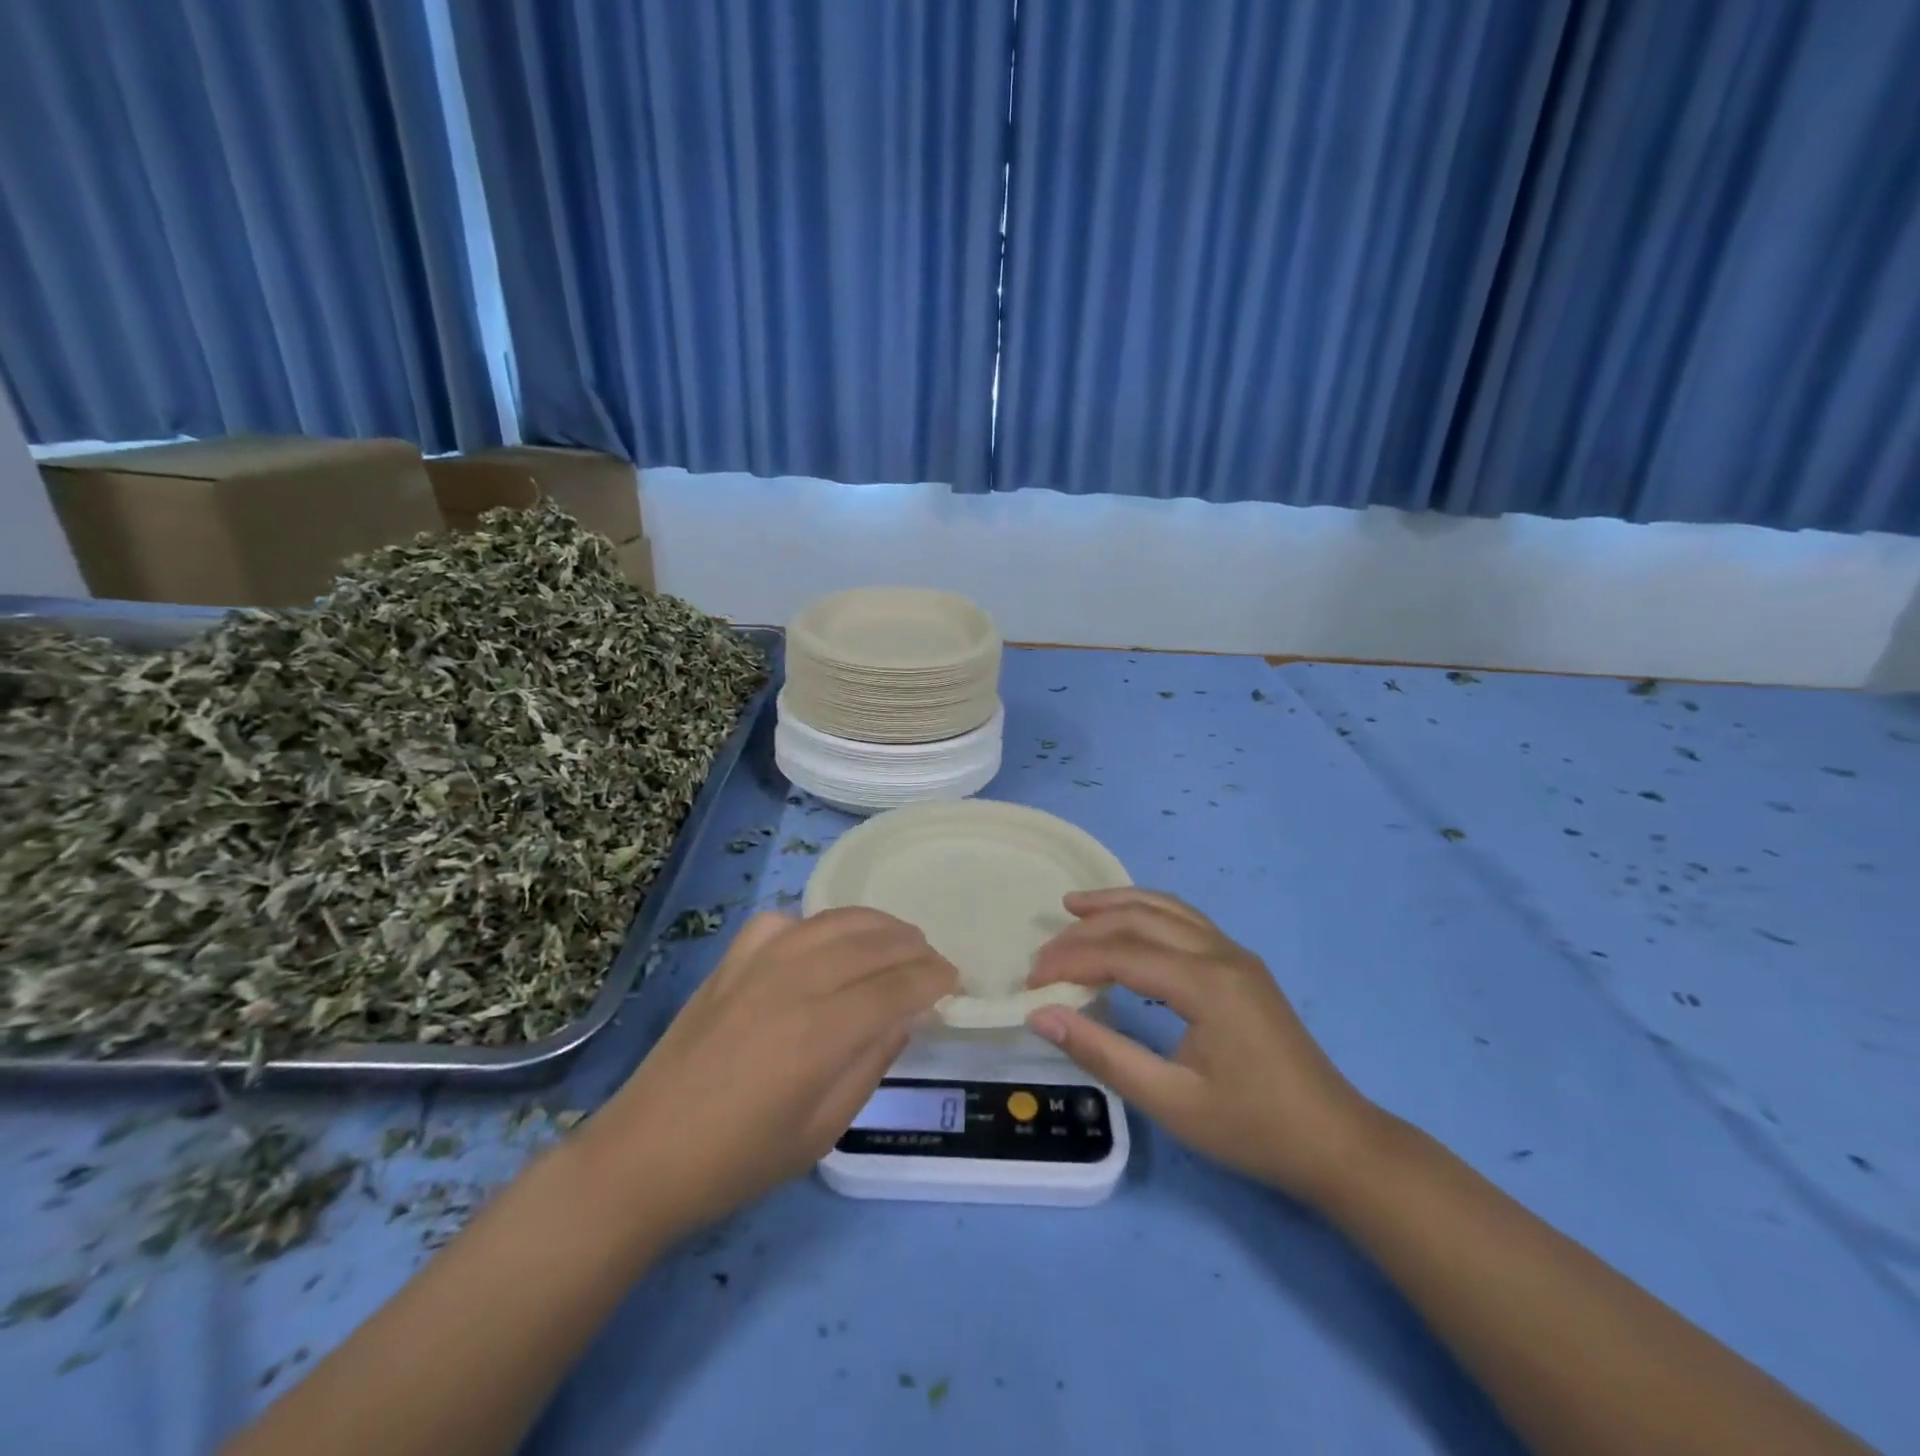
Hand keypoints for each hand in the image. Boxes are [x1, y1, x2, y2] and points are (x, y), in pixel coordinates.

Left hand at [589, 908, 956, 1240]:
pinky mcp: (731, 960)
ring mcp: (759, 963)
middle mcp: (795, 982)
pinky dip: (815, 924)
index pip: (897, 986)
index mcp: (821, 1033)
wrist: (645, 1153)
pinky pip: (785, 922)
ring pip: (834, 921)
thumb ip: (871, 1065)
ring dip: (876, 924)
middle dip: (913, 947)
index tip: (954, 982)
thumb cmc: (740, 1159)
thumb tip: (905, 1017)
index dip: (933, 978)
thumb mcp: (822, 1130)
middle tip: (933, 961)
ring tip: (898, 938)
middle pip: (872, 944)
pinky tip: (822, 943)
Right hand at [1025, 888, 1377, 1204]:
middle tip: (1044, 951)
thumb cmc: (1252, 1128)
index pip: (1121, 953)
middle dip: (1086, 929)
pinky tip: (1129, 925)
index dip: (1071, 961)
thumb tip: (1041, 1016)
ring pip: (1166, 909)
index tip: (1032, 981)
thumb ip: (1102, 1053)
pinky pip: (1185, 921)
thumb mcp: (1170, 1101)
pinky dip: (1147, 914)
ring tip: (1074, 906)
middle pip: (1140, 920)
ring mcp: (1235, 955)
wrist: (1336, 1143)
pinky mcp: (1242, 965)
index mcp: (1205, 983)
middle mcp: (1220, 954)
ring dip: (1117, 904)